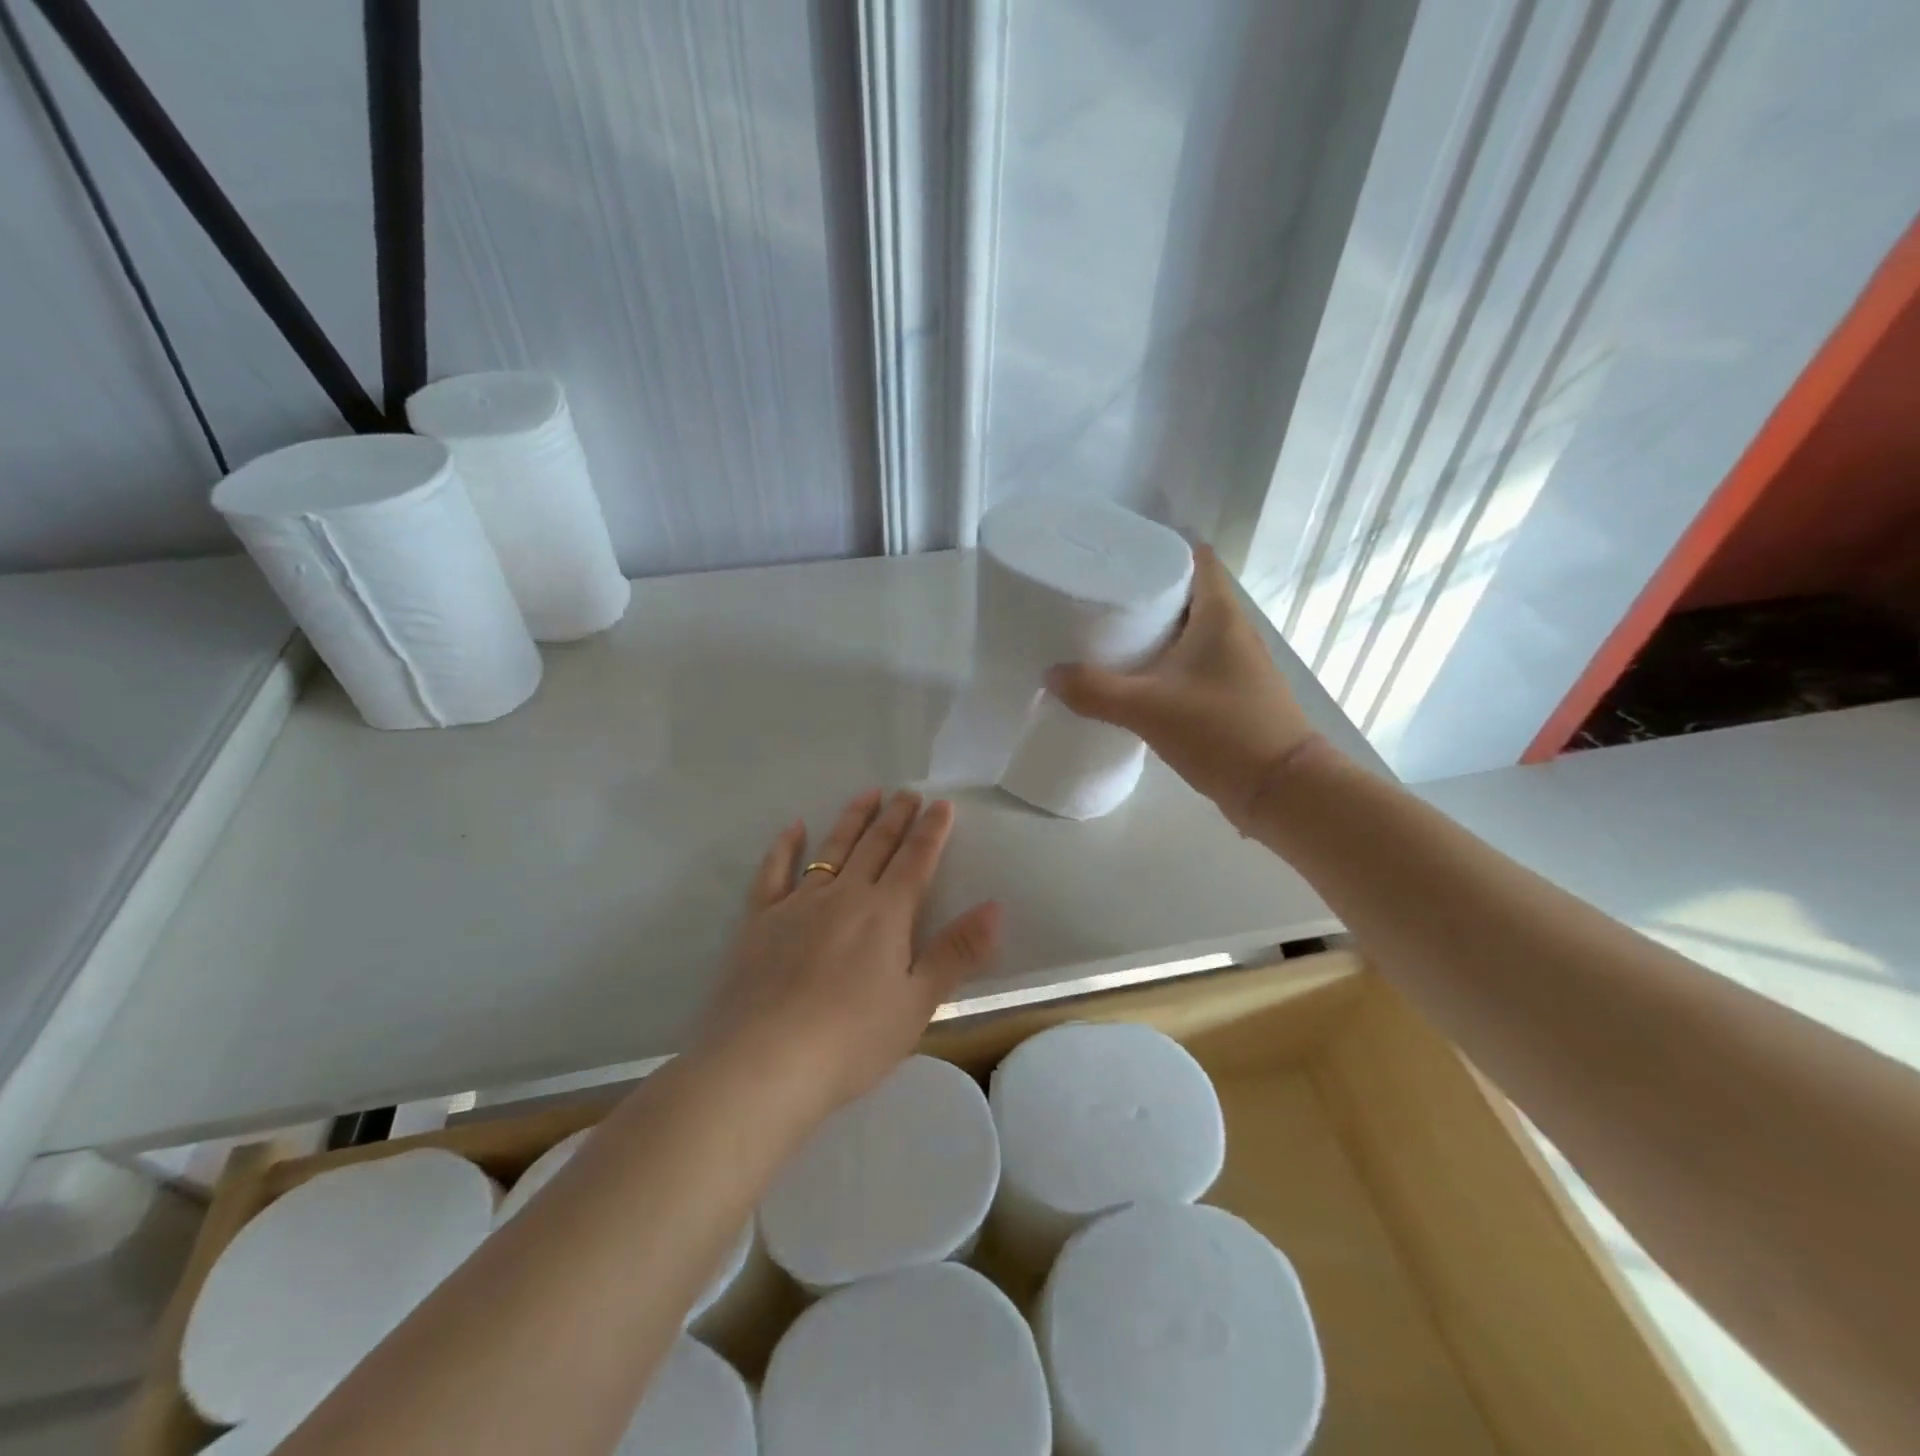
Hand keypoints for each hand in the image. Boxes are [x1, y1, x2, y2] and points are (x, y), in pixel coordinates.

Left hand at [696, 789, 1002, 1115]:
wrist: (764, 1064)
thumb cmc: (852, 1041)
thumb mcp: (918, 1003)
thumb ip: (956, 952)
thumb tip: (995, 907)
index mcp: (886, 914)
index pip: (916, 860)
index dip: (931, 831)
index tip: (942, 804)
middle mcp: (844, 895)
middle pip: (876, 846)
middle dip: (896, 817)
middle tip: (908, 792)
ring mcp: (798, 904)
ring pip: (832, 848)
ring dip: (852, 819)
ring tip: (868, 794)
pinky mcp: (759, 920)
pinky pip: (774, 872)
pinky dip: (785, 846)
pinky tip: (794, 828)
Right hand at [1047, 545, 1322, 831]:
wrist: (1281, 790)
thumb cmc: (1221, 731)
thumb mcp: (1148, 709)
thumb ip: (1095, 691)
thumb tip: (1051, 675)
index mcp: (1220, 615)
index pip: (1196, 558)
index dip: (1160, 546)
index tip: (1119, 553)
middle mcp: (1232, 630)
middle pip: (1187, 593)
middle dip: (1146, 590)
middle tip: (1099, 594)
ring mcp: (1235, 664)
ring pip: (1189, 631)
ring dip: (1155, 630)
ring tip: (1107, 632)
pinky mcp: (1231, 694)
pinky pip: (1192, 663)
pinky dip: (1165, 662)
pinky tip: (1135, 679)